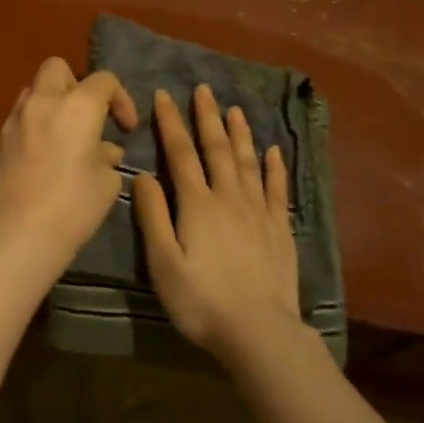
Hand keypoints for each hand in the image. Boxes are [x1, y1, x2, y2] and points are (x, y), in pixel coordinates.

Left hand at [0, 58, 139, 265]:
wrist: (18, 234)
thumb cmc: (73, 206)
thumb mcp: (106, 184)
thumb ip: (107, 158)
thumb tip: (104, 151)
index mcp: (77, 106)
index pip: (104, 80)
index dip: (121, 99)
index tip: (126, 128)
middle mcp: (42, 103)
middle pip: (57, 68)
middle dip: (76, 84)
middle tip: (87, 116)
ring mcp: (13, 121)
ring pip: (32, 92)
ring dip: (49, 104)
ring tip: (63, 136)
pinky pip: (18, 123)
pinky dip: (32, 130)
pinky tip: (40, 160)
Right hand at [133, 84, 300, 362]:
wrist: (259, 332)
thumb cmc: (201, 300)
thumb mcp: (162, 262)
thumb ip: (153, 216)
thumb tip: (143, 174)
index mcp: (197, 204)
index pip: (181, 154)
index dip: (171, 123)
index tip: (164, 95)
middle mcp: (229, 198)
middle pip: (217, 149)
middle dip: (208, 118)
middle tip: (204, 89)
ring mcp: (259, 212)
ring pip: (248, 162)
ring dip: (240, 134)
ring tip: (235, 109)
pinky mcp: (280, 230)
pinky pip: (277, 189)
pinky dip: (274, 167)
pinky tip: (273, 151)